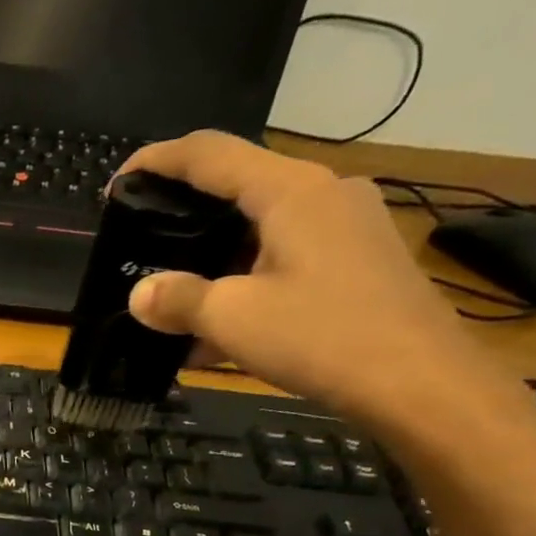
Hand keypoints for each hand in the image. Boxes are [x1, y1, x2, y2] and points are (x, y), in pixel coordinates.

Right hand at [122, 132, 526, 431]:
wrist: (418, 381)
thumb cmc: (320, 336)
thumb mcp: (232, 318)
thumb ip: (178, 299)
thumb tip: (140, 294)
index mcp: (291, 190)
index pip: (211, 154)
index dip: (157, 161)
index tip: (117, 183)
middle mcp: (323, 193)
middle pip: (238, 187)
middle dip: (184, 214)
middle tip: (142, 243)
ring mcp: (346, 226)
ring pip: (261, 227)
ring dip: (213, 257)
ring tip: (175, 296)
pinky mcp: (357, 260)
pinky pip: (285, 256)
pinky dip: (245, 281)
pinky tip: (219, 327)